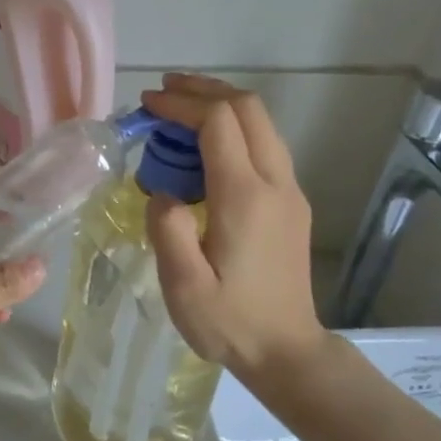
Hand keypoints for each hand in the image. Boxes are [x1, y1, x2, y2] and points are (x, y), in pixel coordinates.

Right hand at [139, 74, 322, 382]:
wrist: (286, 350)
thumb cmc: (230, 322)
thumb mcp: (183, 286)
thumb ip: (167, 230)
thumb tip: (162, 192)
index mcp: (245, 197)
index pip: (218, 122)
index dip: (181, 103)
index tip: (147, 104)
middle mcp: (275, 183)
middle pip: (248, 108)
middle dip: (205, 90)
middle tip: (164, 92)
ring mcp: (290, 192)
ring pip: (262, 124)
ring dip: (222, 106)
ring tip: (181, 111)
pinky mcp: (292, 204)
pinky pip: (266, 147)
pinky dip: (234, 131)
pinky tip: (206, 150)